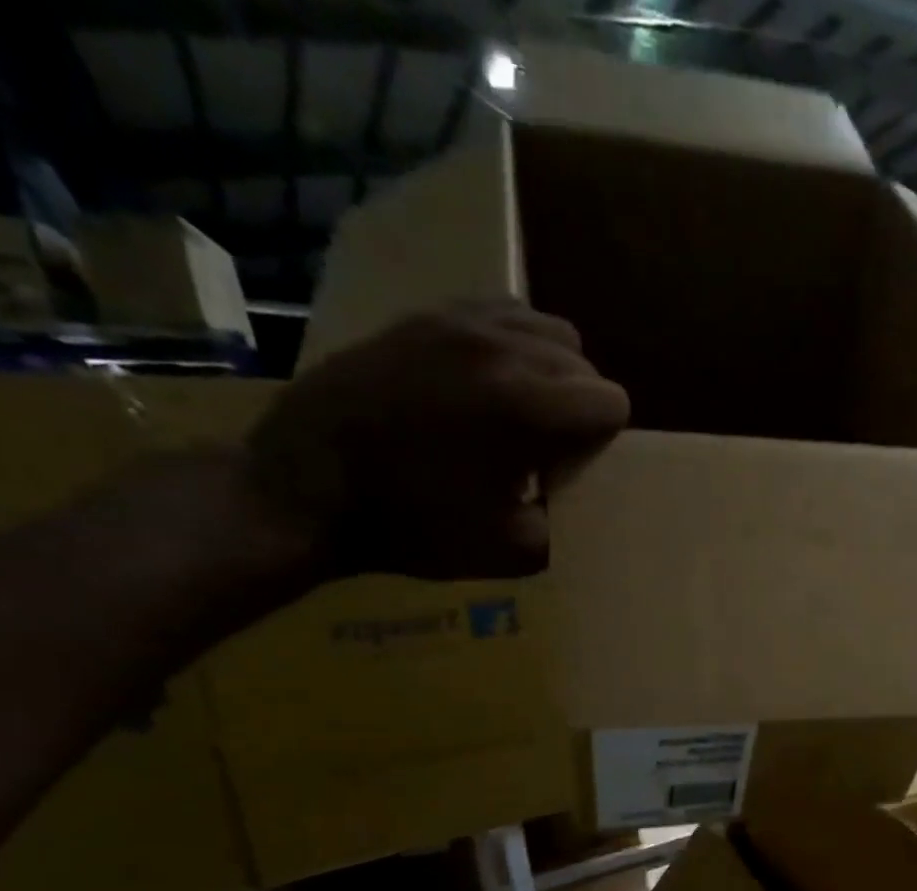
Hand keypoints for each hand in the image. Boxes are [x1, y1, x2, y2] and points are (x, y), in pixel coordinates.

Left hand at [243, 301, 629, 579]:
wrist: (305, 490)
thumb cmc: (414, 527)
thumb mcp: (515, 552)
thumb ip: (570, 520)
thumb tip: (580, 493)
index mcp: (526, 406)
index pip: (611, 402)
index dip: (600, 443)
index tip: (566, 469)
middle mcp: (500, 347)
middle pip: (584, 365)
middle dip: (578, 408)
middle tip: (542, 448)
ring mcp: (457, 321)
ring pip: (549, 329)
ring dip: (552, 372)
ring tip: (521, 411)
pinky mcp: (424, 316)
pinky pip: (500, 312)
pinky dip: (514, 343)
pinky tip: (490, 381)